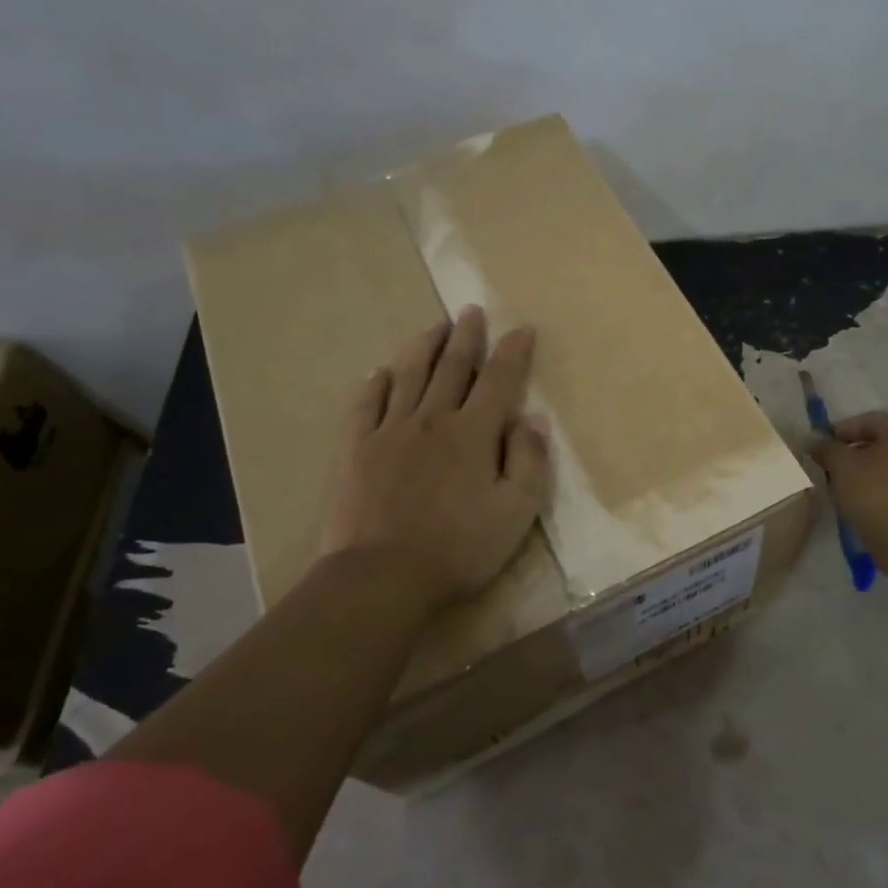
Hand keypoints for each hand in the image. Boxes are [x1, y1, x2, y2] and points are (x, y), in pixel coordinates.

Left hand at [323, 306, 550, 610]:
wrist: (381, 577)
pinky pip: (365, 405)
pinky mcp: (356, 449)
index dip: (513, 352)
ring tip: (435, 327)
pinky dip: (375, 384)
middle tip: (471, 311)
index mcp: (474, 433)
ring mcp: (389, 431)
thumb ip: (529, 462)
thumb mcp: (515, 512)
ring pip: (409, 376)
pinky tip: (380, 372)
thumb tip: (531, 420)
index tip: (522, 329)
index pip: (499, 380)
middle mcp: (432, 419)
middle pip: (452, 367)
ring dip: (424, 347)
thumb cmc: (459, 548)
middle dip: (466, 337)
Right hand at [808, 411, 887, 570]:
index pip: (866, 420)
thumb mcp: (842, 466)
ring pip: (887, 462)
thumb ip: (826, 448)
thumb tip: (813, 440)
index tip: (818, 447)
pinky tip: (859, 499)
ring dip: (862, 469)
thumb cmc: (875, 494)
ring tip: (839, 485)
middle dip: (850, 451)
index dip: (838, 431)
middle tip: (826, 466)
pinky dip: (877, 484)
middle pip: (878, 440)